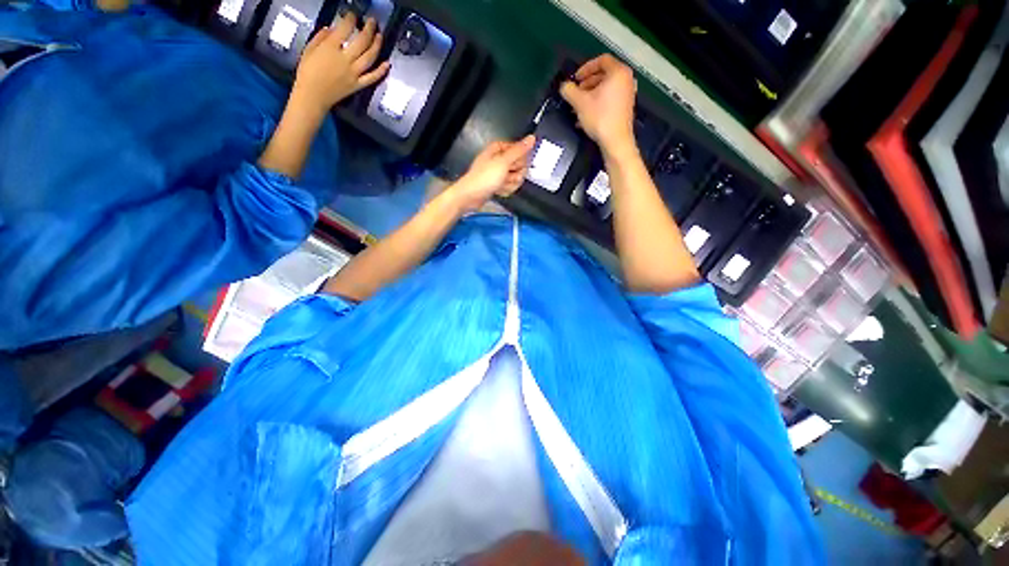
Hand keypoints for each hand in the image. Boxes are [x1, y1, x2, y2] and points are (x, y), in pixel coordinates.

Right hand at [290, 13, 390, 116]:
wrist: (312, 96)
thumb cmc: (307, 73)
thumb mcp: (309, 50)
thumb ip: (321, 38)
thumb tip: (332, 29)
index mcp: (330, 48)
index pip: (345, 29)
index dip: (351, 19)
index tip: (353, 15)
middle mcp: (345, 59)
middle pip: (362, 41)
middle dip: (369, 29)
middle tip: (372, 22)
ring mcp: (354, 73)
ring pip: (370, 57)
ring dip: (377, 45)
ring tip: (380, 36)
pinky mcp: (358, 85)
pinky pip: (372, 77)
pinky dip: (381, 71)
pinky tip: (387, 64)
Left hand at [447, 136, 535, 211]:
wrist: (471, 196)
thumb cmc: (484, 177)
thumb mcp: (503, 162)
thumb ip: (519, 150)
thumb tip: (532, 138)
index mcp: (498, 149)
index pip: (519, 150)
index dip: (520, 159)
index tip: (515, 165)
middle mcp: (498, 159)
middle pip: (519, 165)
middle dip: (516, 174)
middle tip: (506, 177)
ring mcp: (498, 173)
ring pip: (515, 177)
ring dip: (510, 184)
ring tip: (500, 185)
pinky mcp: (497, 184)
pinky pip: (509, 186)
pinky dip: (506, 190)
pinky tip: (498, 191)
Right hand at [560, 55, 636, 154]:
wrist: (615, 141)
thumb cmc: (600, 118)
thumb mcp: (579, 103)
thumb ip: (569, 90)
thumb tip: (564, 87)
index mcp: (618, 72)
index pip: (601, 60)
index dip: (586, 67)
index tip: (576, 78)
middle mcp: (626, 80)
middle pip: (604, 74)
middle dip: (587, 83)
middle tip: (576, 92)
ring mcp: (627, 94)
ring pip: (605, 88)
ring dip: (590, 94)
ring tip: (578, 105)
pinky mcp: (625, 107)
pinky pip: (609, 99)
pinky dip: (597, 102)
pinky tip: (586, 115)